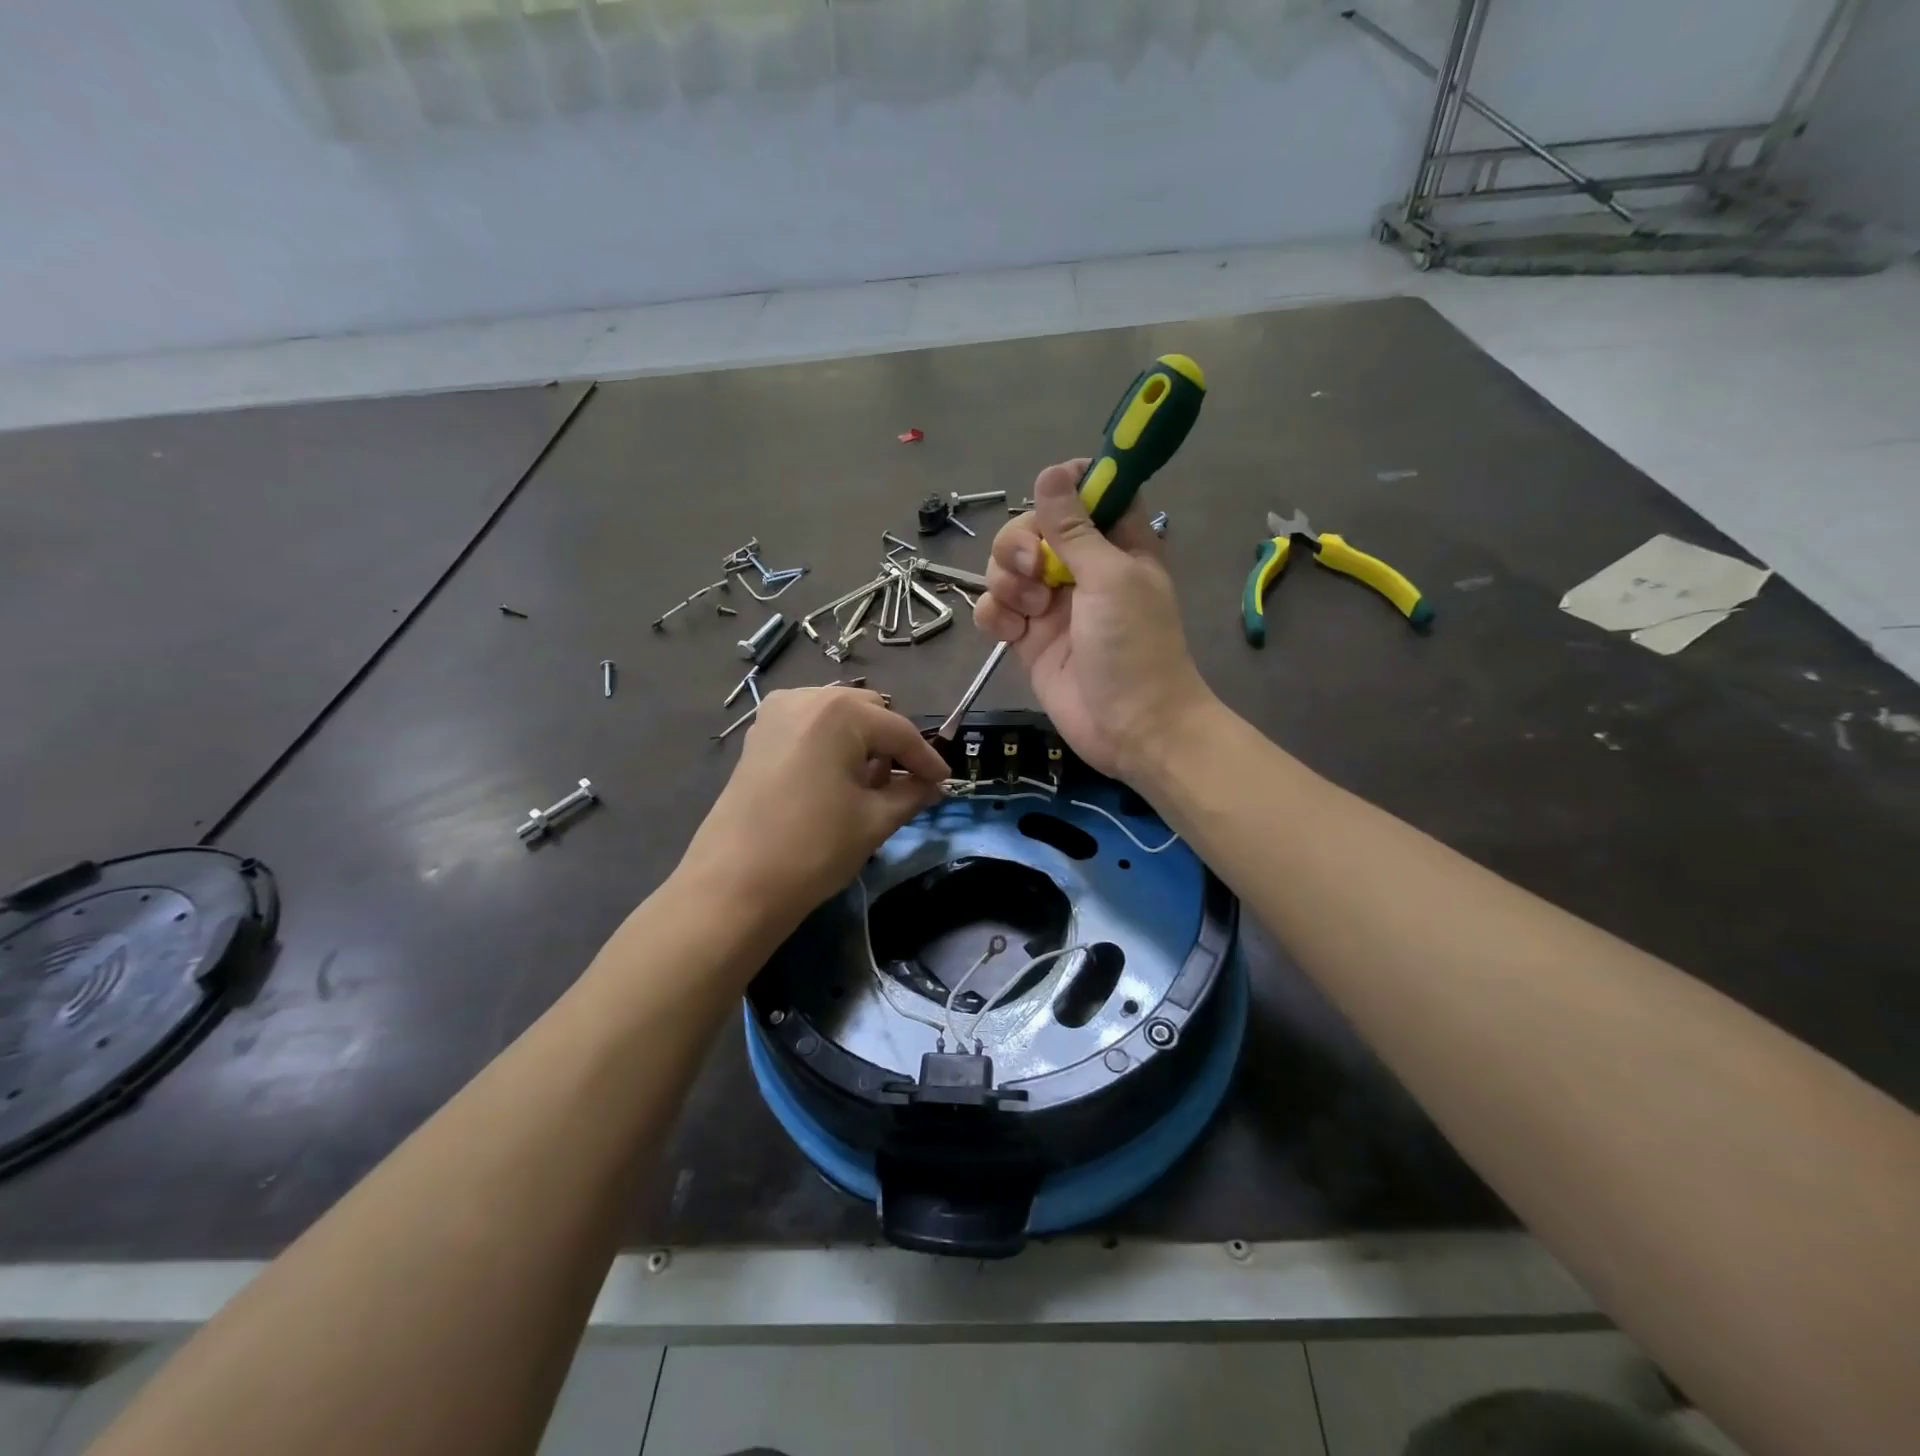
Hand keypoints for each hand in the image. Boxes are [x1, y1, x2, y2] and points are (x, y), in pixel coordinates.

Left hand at [679, 687, 948, 930]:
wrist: (735, 884)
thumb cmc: (814, 847)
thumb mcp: (874, 820)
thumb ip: (911, 794)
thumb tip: (933, 786)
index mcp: (839, 712)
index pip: (898, 730)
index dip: (926, 758)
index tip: (945, 782)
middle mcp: (807, 698)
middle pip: (867, 713)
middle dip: (892, 746)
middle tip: (908, 783)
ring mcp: (776, 714)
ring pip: (838, 718)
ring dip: (862, 743)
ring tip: (873, 784)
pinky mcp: (759, 736)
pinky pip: (810, 728)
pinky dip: (832, 745)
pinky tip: (838, 779)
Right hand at [974, 460, 1213, 778]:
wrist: (1130, 727)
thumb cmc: (1134, 647)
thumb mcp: (1110, 578)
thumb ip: (1075, 527)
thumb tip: (1052, 471)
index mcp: (1116, 543)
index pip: (1090, 492)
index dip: (1066, 486)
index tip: (1049, 499)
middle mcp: (1081, 567)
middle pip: (1032, 527)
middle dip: (1021, 543)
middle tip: (1034, 569)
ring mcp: (1051, 603)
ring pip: (1006, 566)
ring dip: (1006, 581)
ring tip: (1028, 612)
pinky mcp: (1027, 638)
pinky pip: (994, 608)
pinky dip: (994, 615)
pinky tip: (1012, 634)